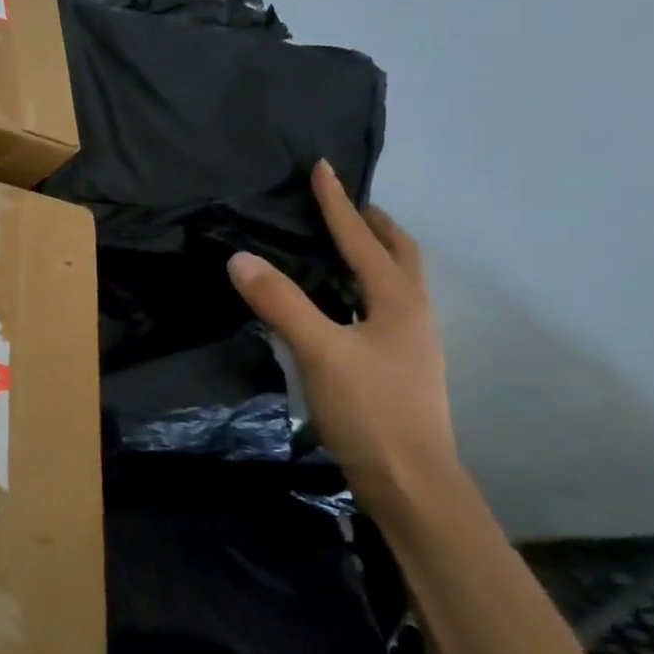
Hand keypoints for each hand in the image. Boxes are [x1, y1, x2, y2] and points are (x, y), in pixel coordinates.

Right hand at [227, 160, 457, 511]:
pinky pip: (383, 306)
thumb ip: (281, 303)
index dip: (337, 203)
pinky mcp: (400, 366)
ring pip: (395, 282)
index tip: (322, 168)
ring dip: (374, 254)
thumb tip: (240, 258)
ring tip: (344, 245)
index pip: (362, 239)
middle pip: (399, 255)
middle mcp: (412, 314)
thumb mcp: (320, 352)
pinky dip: (366, 286)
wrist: (412, 484)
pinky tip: (342, 304)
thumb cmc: (370, 411)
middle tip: (346, 205)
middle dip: (374, 225)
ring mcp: (411, 343)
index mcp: (397, 301)